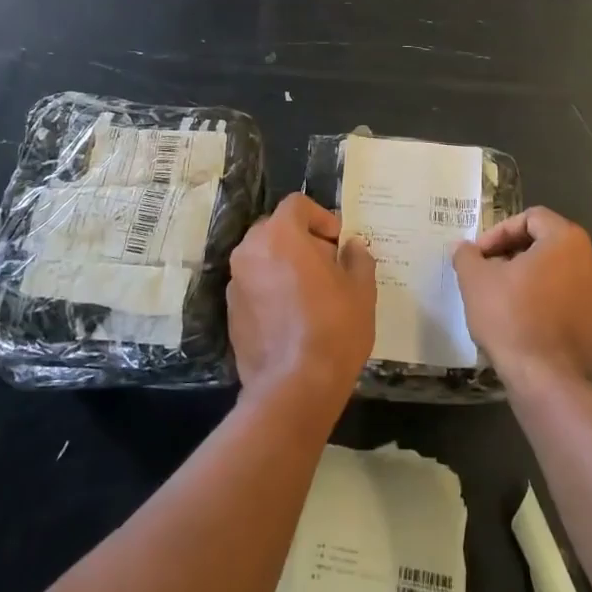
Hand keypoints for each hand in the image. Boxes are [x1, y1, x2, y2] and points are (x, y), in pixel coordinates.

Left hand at [228, 193, 376, 409]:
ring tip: (311, 292)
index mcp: (280, 235)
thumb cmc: (333, 328)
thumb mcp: (361, 289)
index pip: (297, 204)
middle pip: (276, 229)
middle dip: (301, 239)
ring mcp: (235, 283)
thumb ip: (357, 258)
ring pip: (262, 257)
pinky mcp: (230, 312)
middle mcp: (250, 251)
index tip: (337, 240)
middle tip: (327, 265)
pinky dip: (271, 289)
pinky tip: (292, 316)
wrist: (294, 387)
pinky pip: (253, 286)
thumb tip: (351, 247)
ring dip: (284, 264)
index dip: (321, 217)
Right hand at [452, 207, 591, 388]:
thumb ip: (467, 256)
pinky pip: (573, 303)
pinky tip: (527, 324)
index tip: (480, 255)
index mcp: (568, 241)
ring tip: (506, 299)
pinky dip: (550, 304)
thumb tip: (463, 249)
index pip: (531, 218)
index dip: (500, 232)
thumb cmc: (511, 318)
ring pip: (561, 274)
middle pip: (549, 244)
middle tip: (489, 273)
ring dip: (533, 280)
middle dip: (515, 255)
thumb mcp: (475, 280)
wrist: (547, 381)